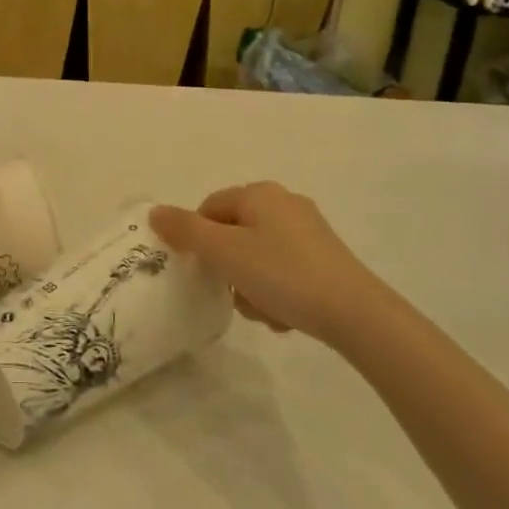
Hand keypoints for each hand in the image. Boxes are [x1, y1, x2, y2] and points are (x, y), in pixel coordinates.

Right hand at [151, 182, 382, 339]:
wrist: (354, 312)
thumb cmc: (282, 274)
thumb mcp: (225, 252)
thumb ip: (185, 231)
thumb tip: (155, 212)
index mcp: (259, 194)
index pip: (209, 208)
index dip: (198, 240)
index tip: (204, 271)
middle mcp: (284, 204)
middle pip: (232, 235)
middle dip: (228, 269)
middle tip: (235, 294)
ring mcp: (308, 231)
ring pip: (256, 257)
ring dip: (251, 286)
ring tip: (264, 310)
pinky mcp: (324, 258)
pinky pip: (282, 271)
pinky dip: (276, 292)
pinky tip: (284, 314)